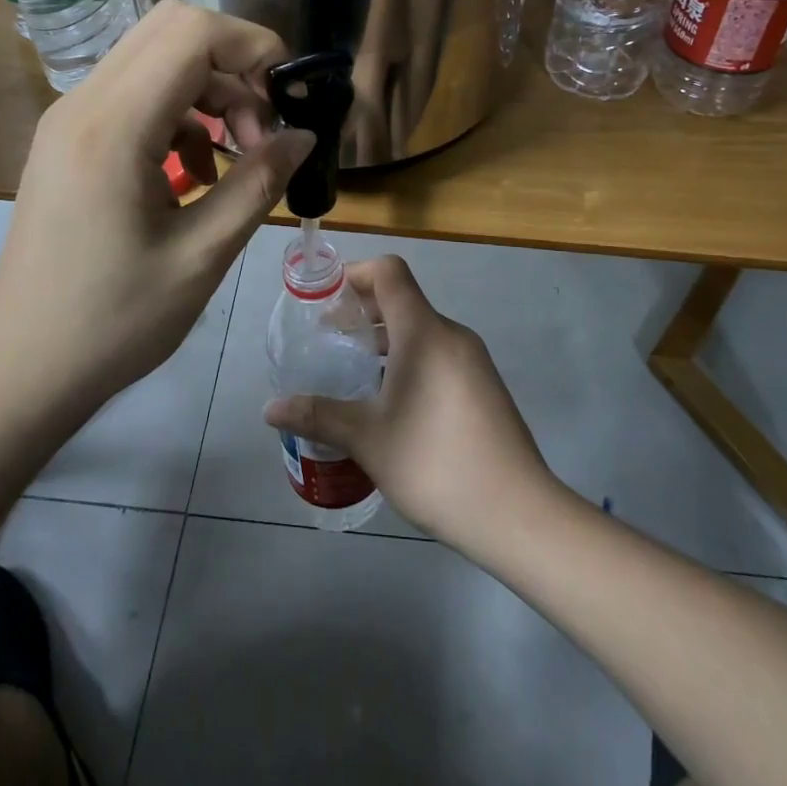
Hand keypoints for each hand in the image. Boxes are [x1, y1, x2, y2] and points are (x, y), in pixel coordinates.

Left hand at [0, 0, 313, 406]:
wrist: (24, 366)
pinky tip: (196, 175)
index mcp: (114, 127)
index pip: (193, 33)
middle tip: (262, 129)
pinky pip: (134, 97)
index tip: (288, 101)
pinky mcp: (67, 142)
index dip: (254, 47)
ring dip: (209, 93)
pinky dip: (179, 117)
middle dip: (233, 66)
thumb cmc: (115, 321)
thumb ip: (259, 183)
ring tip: (236, 159)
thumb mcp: (203, 255)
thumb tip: (304, 135)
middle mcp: (83, 104)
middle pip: (172, 30)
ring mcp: (68, 120)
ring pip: (154, 60)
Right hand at [262, 256, 554, 553]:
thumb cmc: (435, 464)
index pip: (390, 272)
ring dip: (384, 338)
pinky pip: (438, 353)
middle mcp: (452, 335)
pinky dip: (408, 358)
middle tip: (328, 338)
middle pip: (403, 299)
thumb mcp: (368, 439)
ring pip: (421, 329)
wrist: (516, 512)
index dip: (354, 274)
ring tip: (352, 370)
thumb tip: (270, 409)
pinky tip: (389, 400)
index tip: (324, 301)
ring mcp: (473, 360)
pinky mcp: (483, 386)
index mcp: (424, 333)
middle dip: (362, 310)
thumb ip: (318, 415)